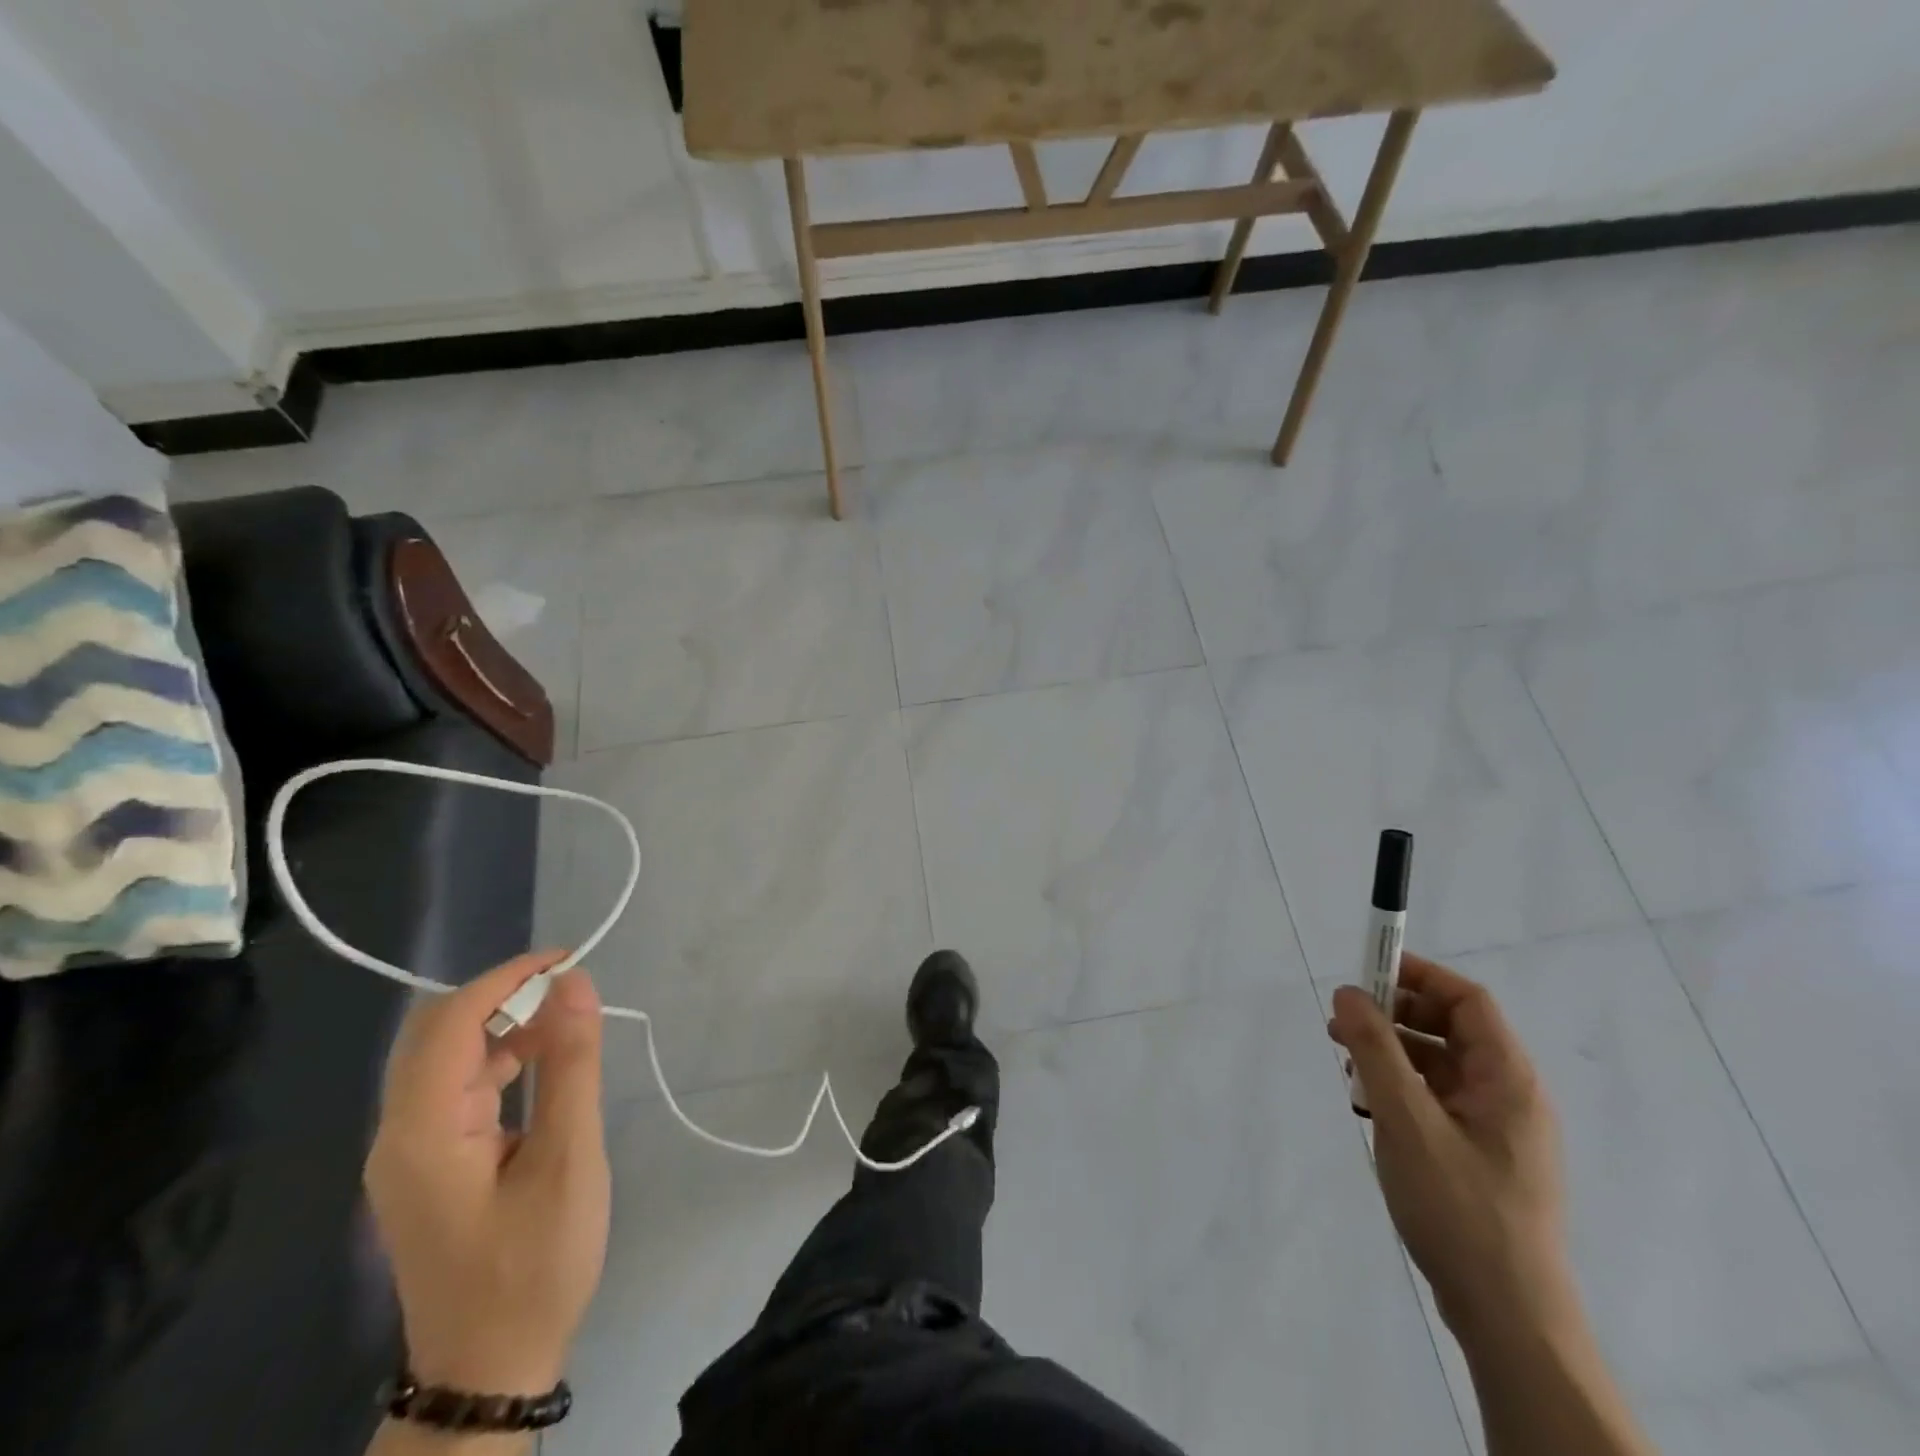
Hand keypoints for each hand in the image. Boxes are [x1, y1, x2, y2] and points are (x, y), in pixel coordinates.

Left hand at [366, 952, 610, 1395]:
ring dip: (505, 1027)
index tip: (569, 959)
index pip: (450, 1022)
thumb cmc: (535, 1263)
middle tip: (571, 993)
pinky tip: (545, 1063)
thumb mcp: (568, 1158)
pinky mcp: (430, 1165)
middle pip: (437, 1034)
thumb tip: (575, 983)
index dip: (507, 978)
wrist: (490, 1367)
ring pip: (448, 1058)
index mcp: (423, 1132)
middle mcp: (401, 1134)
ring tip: (569, 1023)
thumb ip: (570, 1065)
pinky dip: (502, 1060)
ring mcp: (411, 1152)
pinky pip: (459, 1089)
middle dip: (504, 998)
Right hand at [1328, 954, 1576, 1349]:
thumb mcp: (1405, 1119)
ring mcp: (1497, 1131)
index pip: (1467, 1000)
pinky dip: (1400, 1091)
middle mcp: (1509, 1097)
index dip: (1419, 976)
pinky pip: (1437, 1101)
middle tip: (1343, 1023)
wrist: (1508, 1318)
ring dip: (1391, 1055)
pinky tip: (1368, 1109)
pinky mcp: (1481, 1159)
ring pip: (1439, 1067)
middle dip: (1395, 1017)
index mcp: (1507, 1080)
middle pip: (1451, 1030)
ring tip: (1347, 1069)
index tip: (1366, 971)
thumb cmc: (1459, 1208)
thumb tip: (1350, 992)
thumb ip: (1375, 1050)